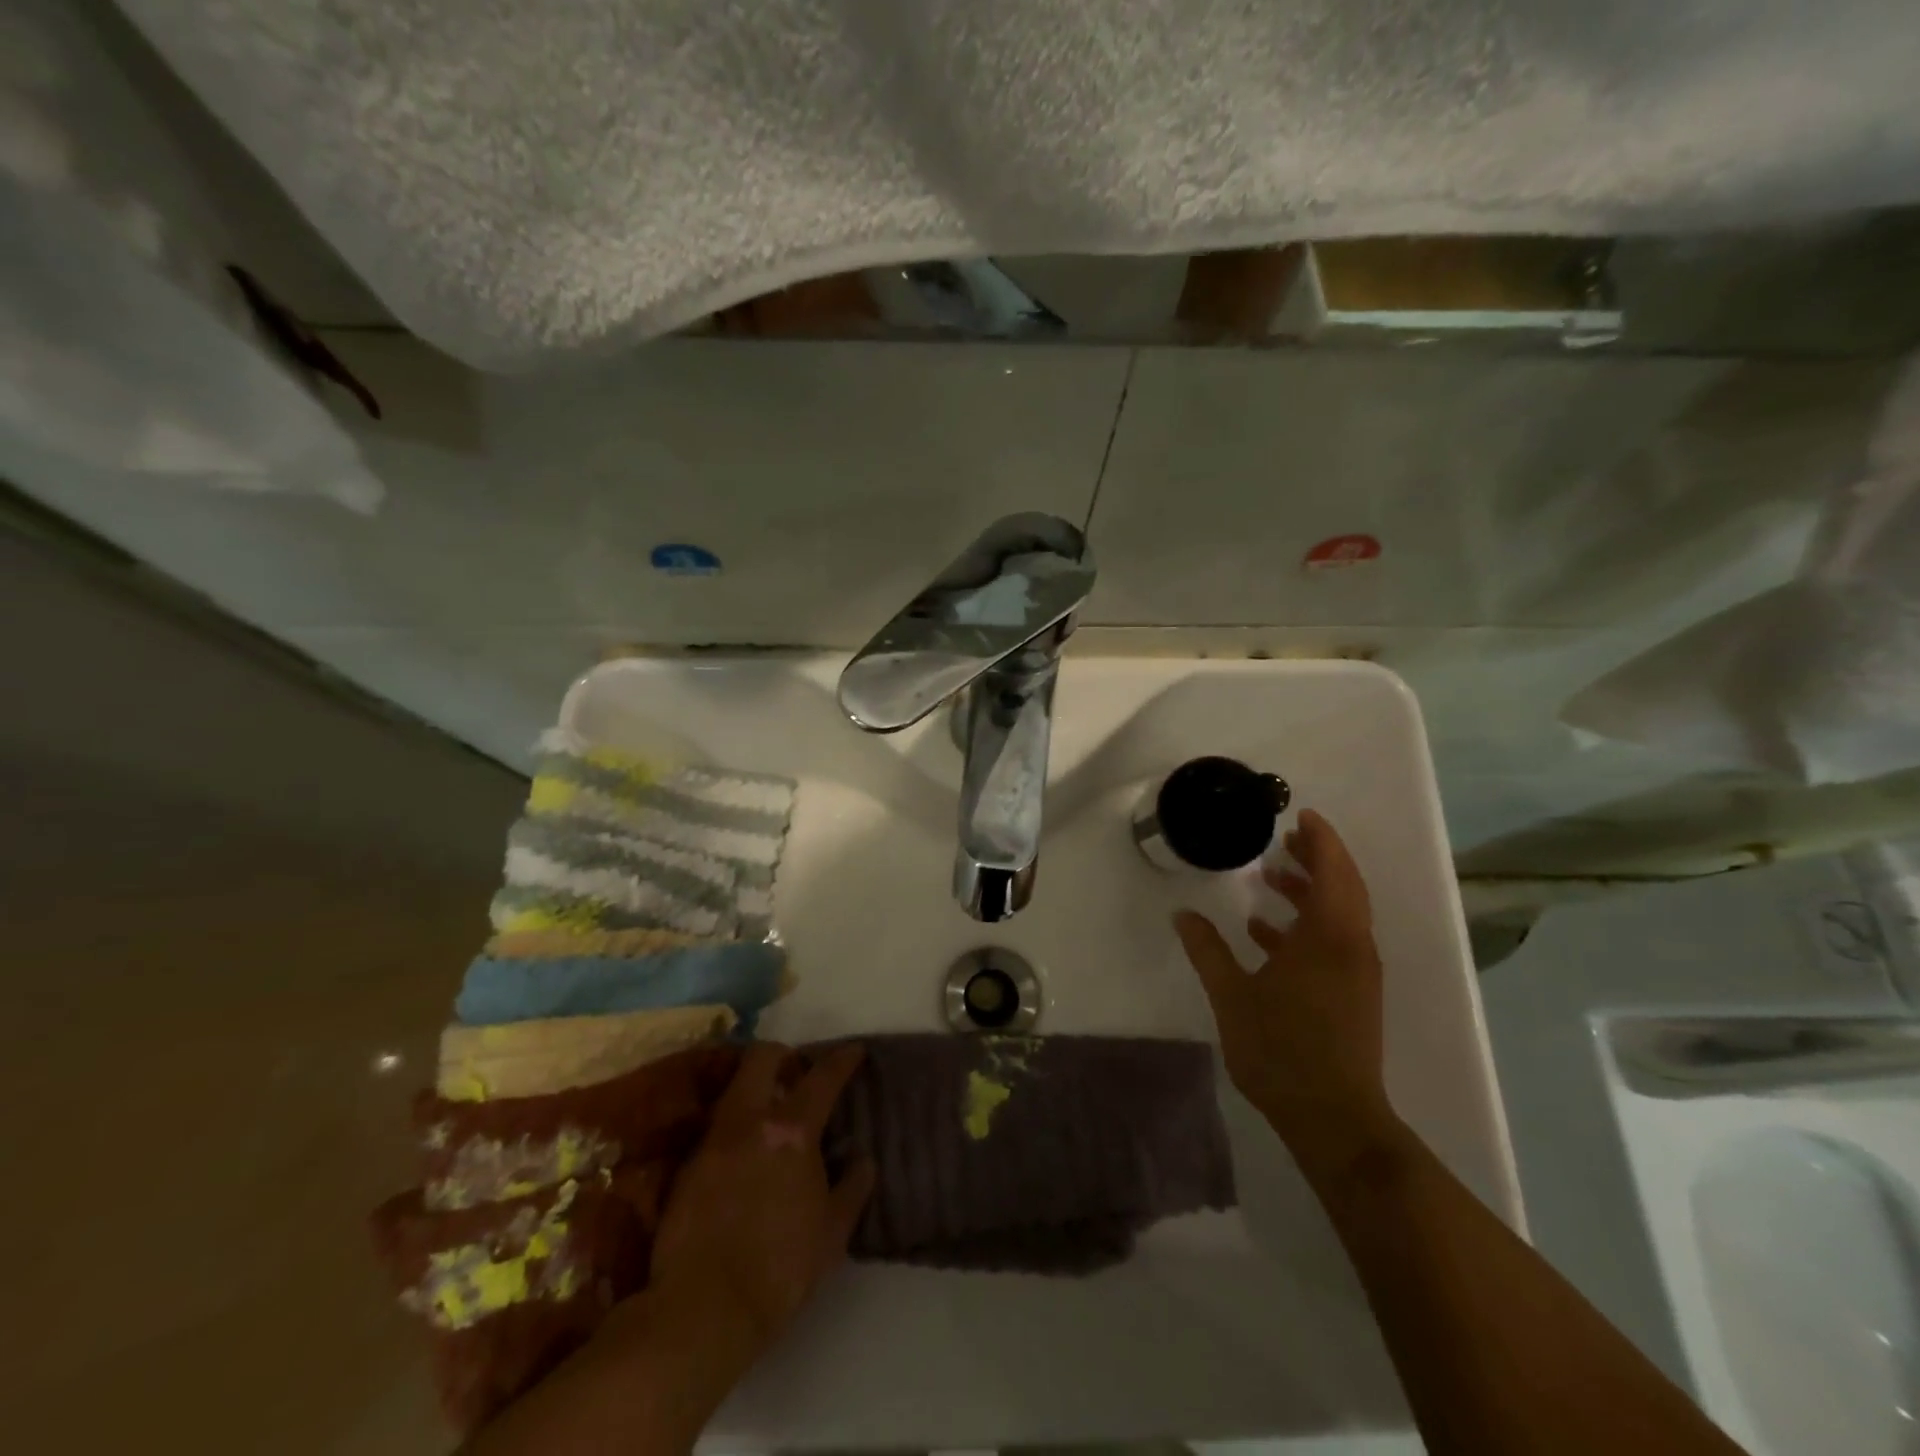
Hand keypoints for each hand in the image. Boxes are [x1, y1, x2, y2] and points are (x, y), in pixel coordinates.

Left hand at [648, 1042, 875, 1355]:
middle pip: (762, 1058)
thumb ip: (851, 1190)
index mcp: (791, 1131)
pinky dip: (736, 1126)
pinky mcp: (687, 1167)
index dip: (842, 1060)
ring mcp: (713, 1141)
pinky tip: (744, 1152)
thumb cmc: (779, 1270)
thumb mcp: (832, 1234)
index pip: (822, 1078)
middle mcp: (749, 1122)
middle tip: (798, 1075)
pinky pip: (717, 1126)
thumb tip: (864, 1161)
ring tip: (772, 1112)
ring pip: (735, 1089)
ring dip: (756, 1088)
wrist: (702, 1311)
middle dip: (784, 1056)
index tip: (854, 1052)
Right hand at [1173, 810, 1395, 1176]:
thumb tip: (1183, 915)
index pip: (1333, 872)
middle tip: (1285, 840)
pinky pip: (1335, 940)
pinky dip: (1307, 924)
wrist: (1334, 1118)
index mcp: (1329, 938)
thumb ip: (1208, 951)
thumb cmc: (1281, 1050)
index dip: (1321, 840)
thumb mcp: (1233, 996)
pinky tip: (1266, 933)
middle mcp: (1352, 947)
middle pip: (1344, 887)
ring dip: (1311, 891)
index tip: (1302, 816)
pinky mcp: (1353, 993)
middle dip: (1318, 859)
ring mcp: (1356, 972)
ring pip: (1341, 915)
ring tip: (1272, 879)